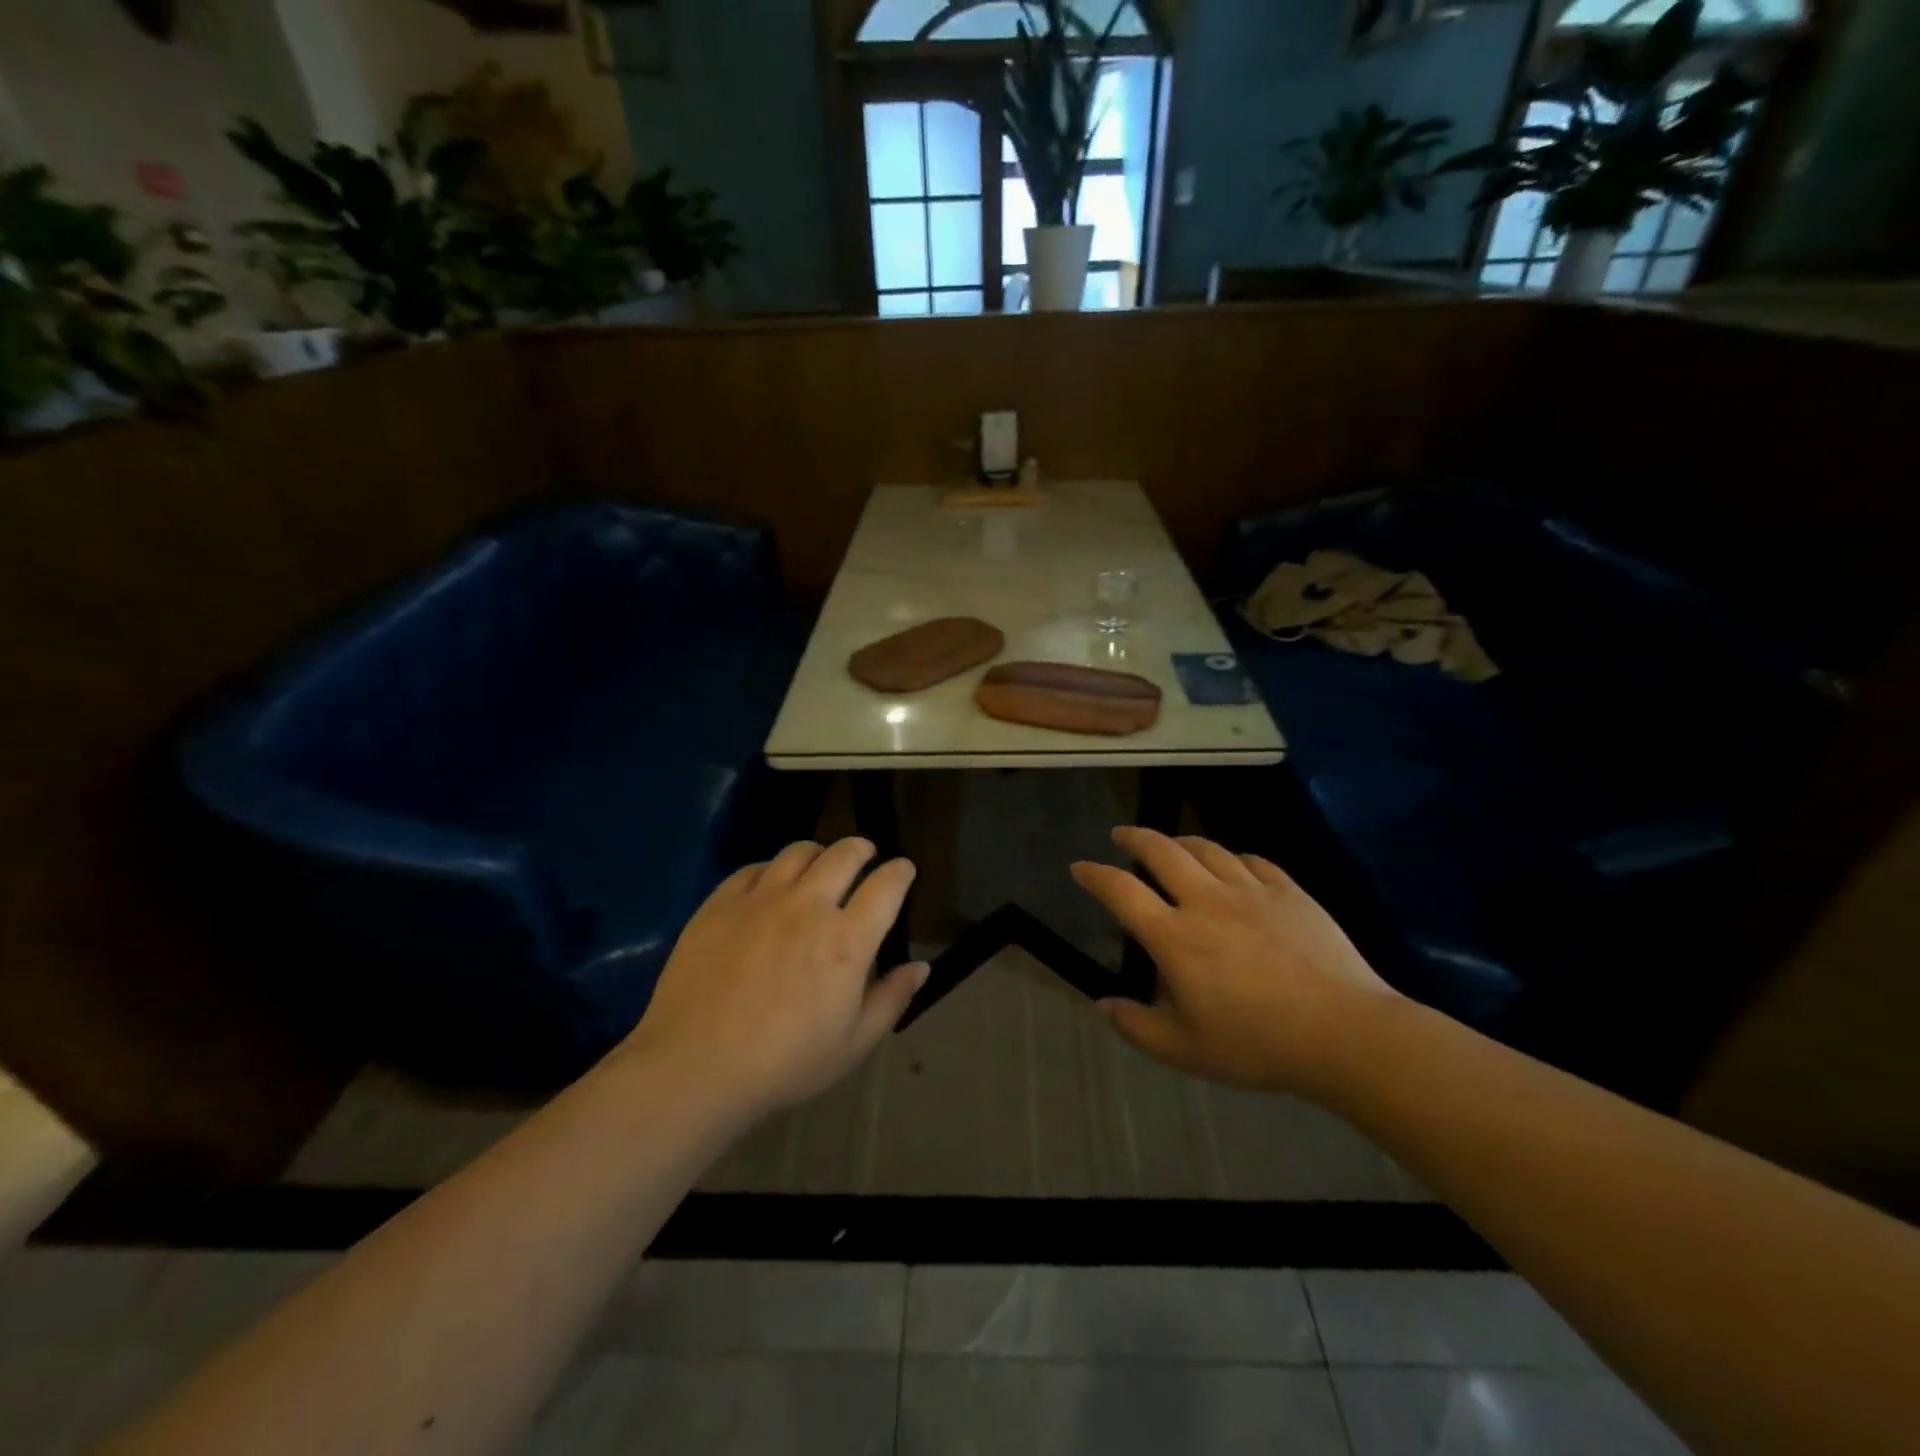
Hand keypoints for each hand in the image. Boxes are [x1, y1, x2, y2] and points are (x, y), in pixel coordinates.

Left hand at [622, 839, 927, 1118]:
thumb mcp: (852, 1045)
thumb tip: (920, 967)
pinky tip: (771, 886)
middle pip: (844, 854)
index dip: (901, 871)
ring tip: (820, 866)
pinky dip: (773, 869)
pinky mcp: (720, 903)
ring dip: (819, 853)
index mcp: (847, 941)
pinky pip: (754, 867)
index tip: (904, 870)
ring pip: (799, 851)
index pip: (886, 885)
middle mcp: (807, 907)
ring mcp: (760, 900)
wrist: (693, 1068)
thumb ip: (891, 1000)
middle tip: (866, 856)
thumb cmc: (783, 1064)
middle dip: (863, 849)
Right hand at [1072, 827, 1400, 1099]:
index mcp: (1175, 937)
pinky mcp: (1289, 892)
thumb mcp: (1185, 1050)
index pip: (1122, 891)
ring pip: (1207, 849)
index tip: (1080, 867)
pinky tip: (1233, 864)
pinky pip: (1254, 861)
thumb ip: (1136, 1026)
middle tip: (1121, 834)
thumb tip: (1101, 1005)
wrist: (1345, 1034)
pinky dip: (1233, 857)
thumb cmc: (1258, 1045)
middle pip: (1162, 851)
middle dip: (1135, 837)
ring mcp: (1251, 892)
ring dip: (1180, 841)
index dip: (1095, 875)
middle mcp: (1207, 901)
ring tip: (1171, 844)